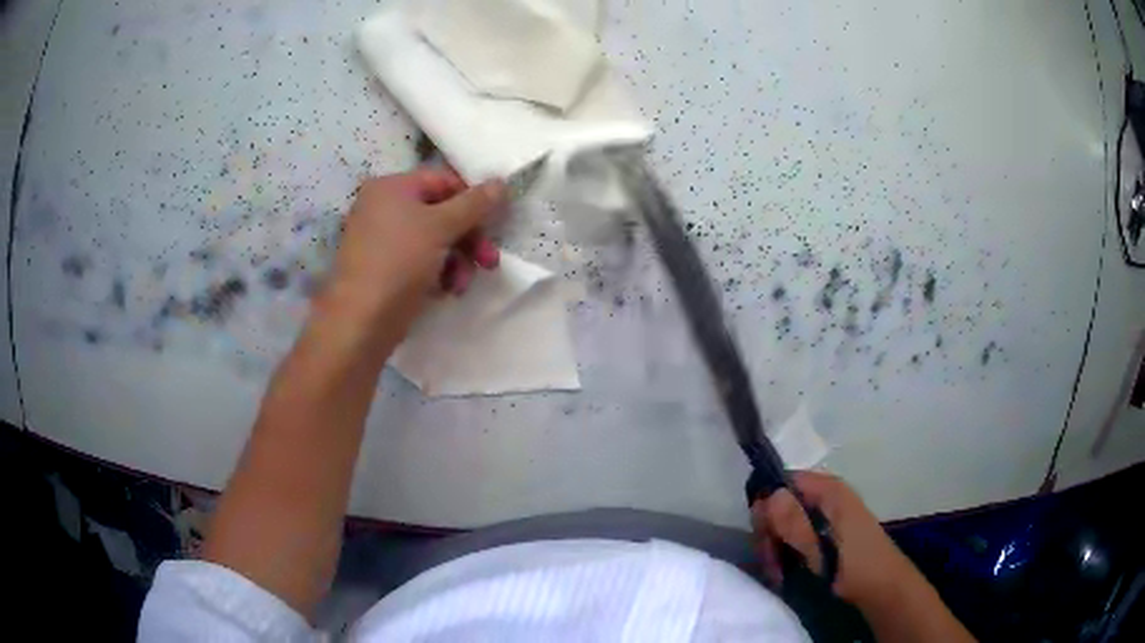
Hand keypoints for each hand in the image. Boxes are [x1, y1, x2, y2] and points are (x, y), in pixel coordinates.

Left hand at [322, 169, 506, 327]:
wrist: (362, 320)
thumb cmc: (399, 262)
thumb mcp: (442, 227)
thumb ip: (474, 204)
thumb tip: (501, 182)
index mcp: (391, 187)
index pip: (443, 180)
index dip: (472, 200)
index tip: (495, 223)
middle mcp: (383, 207)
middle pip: (440, 212)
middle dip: (468, 238)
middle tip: (489, 261)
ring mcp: (381, 239)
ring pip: (433, 239)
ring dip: (457, 260)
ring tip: (462, 284)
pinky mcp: (384, 268)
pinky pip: (419, 260)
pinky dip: (437, 272)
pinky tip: (446, 291)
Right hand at [751, 471, 916, 609]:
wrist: (883, 587)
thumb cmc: (856, 566)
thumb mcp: (822, 549)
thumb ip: (795, 523)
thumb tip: (768, 496)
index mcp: (829, 490)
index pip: (783, 482)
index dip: (766, 506)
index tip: (761, 537)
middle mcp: (825, 495)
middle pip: (781, 503)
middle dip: (769, 533)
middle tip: (770, 563)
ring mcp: (825, 514)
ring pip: (784, 522)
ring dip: (774, 547)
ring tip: (777, 573)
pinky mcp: (824, 532)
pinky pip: (794, 534)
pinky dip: (784, 552)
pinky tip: (783, 571)